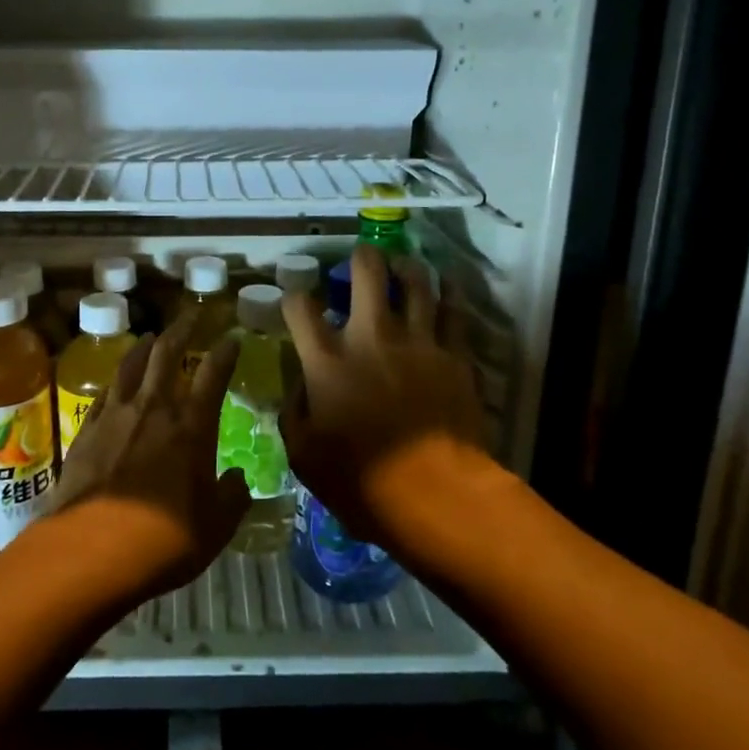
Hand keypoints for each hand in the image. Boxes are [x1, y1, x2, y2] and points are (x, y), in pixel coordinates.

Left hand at [34, 314, 248, 605]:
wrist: (92, 550)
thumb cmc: (165, 540)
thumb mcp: (216, 527)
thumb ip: (232, 497)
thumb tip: (236, 479)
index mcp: (192, 427)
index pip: (213, 374)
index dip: (225, 352)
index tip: (231, 337)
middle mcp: (154, 409)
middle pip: (166, 354)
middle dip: (181, 330)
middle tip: (189, 316)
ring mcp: (115, 416)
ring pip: (130, 365)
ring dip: (144, 347)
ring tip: (151, 336)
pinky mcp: (85, 431)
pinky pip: (104, 393)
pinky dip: (115, 380)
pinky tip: (115, 381)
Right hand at [280, 246, 485, 541]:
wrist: (434, 495)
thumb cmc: (360, 480)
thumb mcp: (303, 453)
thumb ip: (294, 411)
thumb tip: (300, 384)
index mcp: (327, 359)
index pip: (301, 307)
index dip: (294, 296)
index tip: (296, 299)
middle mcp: (371, 337)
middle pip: (367, 274)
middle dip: (361, 257)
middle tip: (362, 254)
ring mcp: (418, 342)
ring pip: (416, 283)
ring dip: (407, 266)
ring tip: (403, 262)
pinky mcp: (454, 356)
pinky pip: (454, 312)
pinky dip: (450, 293)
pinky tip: (447, 284)